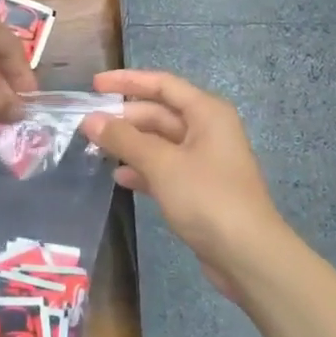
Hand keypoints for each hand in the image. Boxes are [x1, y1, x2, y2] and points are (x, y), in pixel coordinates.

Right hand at [83, 69, 284, 299]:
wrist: (248, 254)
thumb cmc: (207, 198)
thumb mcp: (162, 164)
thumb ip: (124, 139)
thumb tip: (90, 119)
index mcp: (207, 113)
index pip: (162, 84)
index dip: (127, 81)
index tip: (94, 85)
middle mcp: (208, 130)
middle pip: (160, 113)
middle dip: (125, 118)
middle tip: (88, 125)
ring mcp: (204, 161)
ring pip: (160, 142)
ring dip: (130, 144)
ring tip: (96, 150)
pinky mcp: (199, 188)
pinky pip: (165, 168)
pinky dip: (143, 169)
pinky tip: (120, 177)